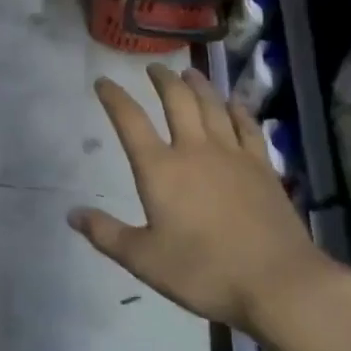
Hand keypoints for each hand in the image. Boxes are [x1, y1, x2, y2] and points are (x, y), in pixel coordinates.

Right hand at [70, 65, 339, 332]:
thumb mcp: (144, 259)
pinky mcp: (262, 166)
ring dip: (198, 85)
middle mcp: (194, 149)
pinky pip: (247, 126)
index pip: (130, 121)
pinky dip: (237, 110)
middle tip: (153, 68)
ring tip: (188, 74)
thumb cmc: (204, 271)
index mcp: (160, 168)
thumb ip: (106, 234)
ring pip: (212, 105)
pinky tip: (234, 103)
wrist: (278, 282)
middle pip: (177, 101)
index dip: (114, 98)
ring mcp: (232, 154)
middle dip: (162, 80)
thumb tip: (72, 213)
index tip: (103, 81)